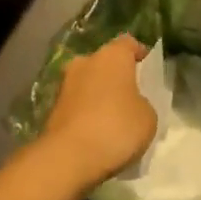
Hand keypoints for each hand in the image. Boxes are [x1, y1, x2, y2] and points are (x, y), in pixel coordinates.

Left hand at [40, 35, 156, 190]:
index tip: (148, 69)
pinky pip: (77, 103)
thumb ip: (142, 102)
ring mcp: (65, 83)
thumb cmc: (117, 127)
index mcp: (112, 55)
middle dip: (116, 75)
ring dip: (99, 94)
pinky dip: (86, 111)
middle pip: (105, 62)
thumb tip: (130, 104)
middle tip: (130, 96)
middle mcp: (85, 61)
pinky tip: (96, 131)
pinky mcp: (52, 107)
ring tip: (113, 117)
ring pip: (88, 82)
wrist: (69, 156)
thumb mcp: (148, 117)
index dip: (140, 53)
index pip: (129, 43)